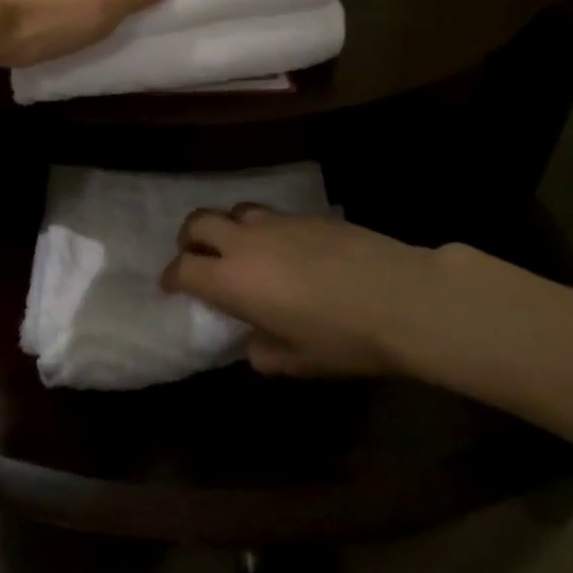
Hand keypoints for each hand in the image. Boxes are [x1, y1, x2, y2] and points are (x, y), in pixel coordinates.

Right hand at [162, 208, 495, 377]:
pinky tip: (285, 249)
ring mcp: (276, 222)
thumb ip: (263, 352)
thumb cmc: (343, 338)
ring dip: (226, 228)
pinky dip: (262, 229)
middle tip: (197, 258)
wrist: (401, 298)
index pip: (182, 269)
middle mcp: (245, 243)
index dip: (171, 277)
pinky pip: (270, 215)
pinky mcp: (307, 214)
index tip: (172, 287)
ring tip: (240, 249)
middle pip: (197, 223)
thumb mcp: (297, 361)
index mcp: (232, 281)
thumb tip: (253, 343)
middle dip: (189, 240)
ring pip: (234, 211)